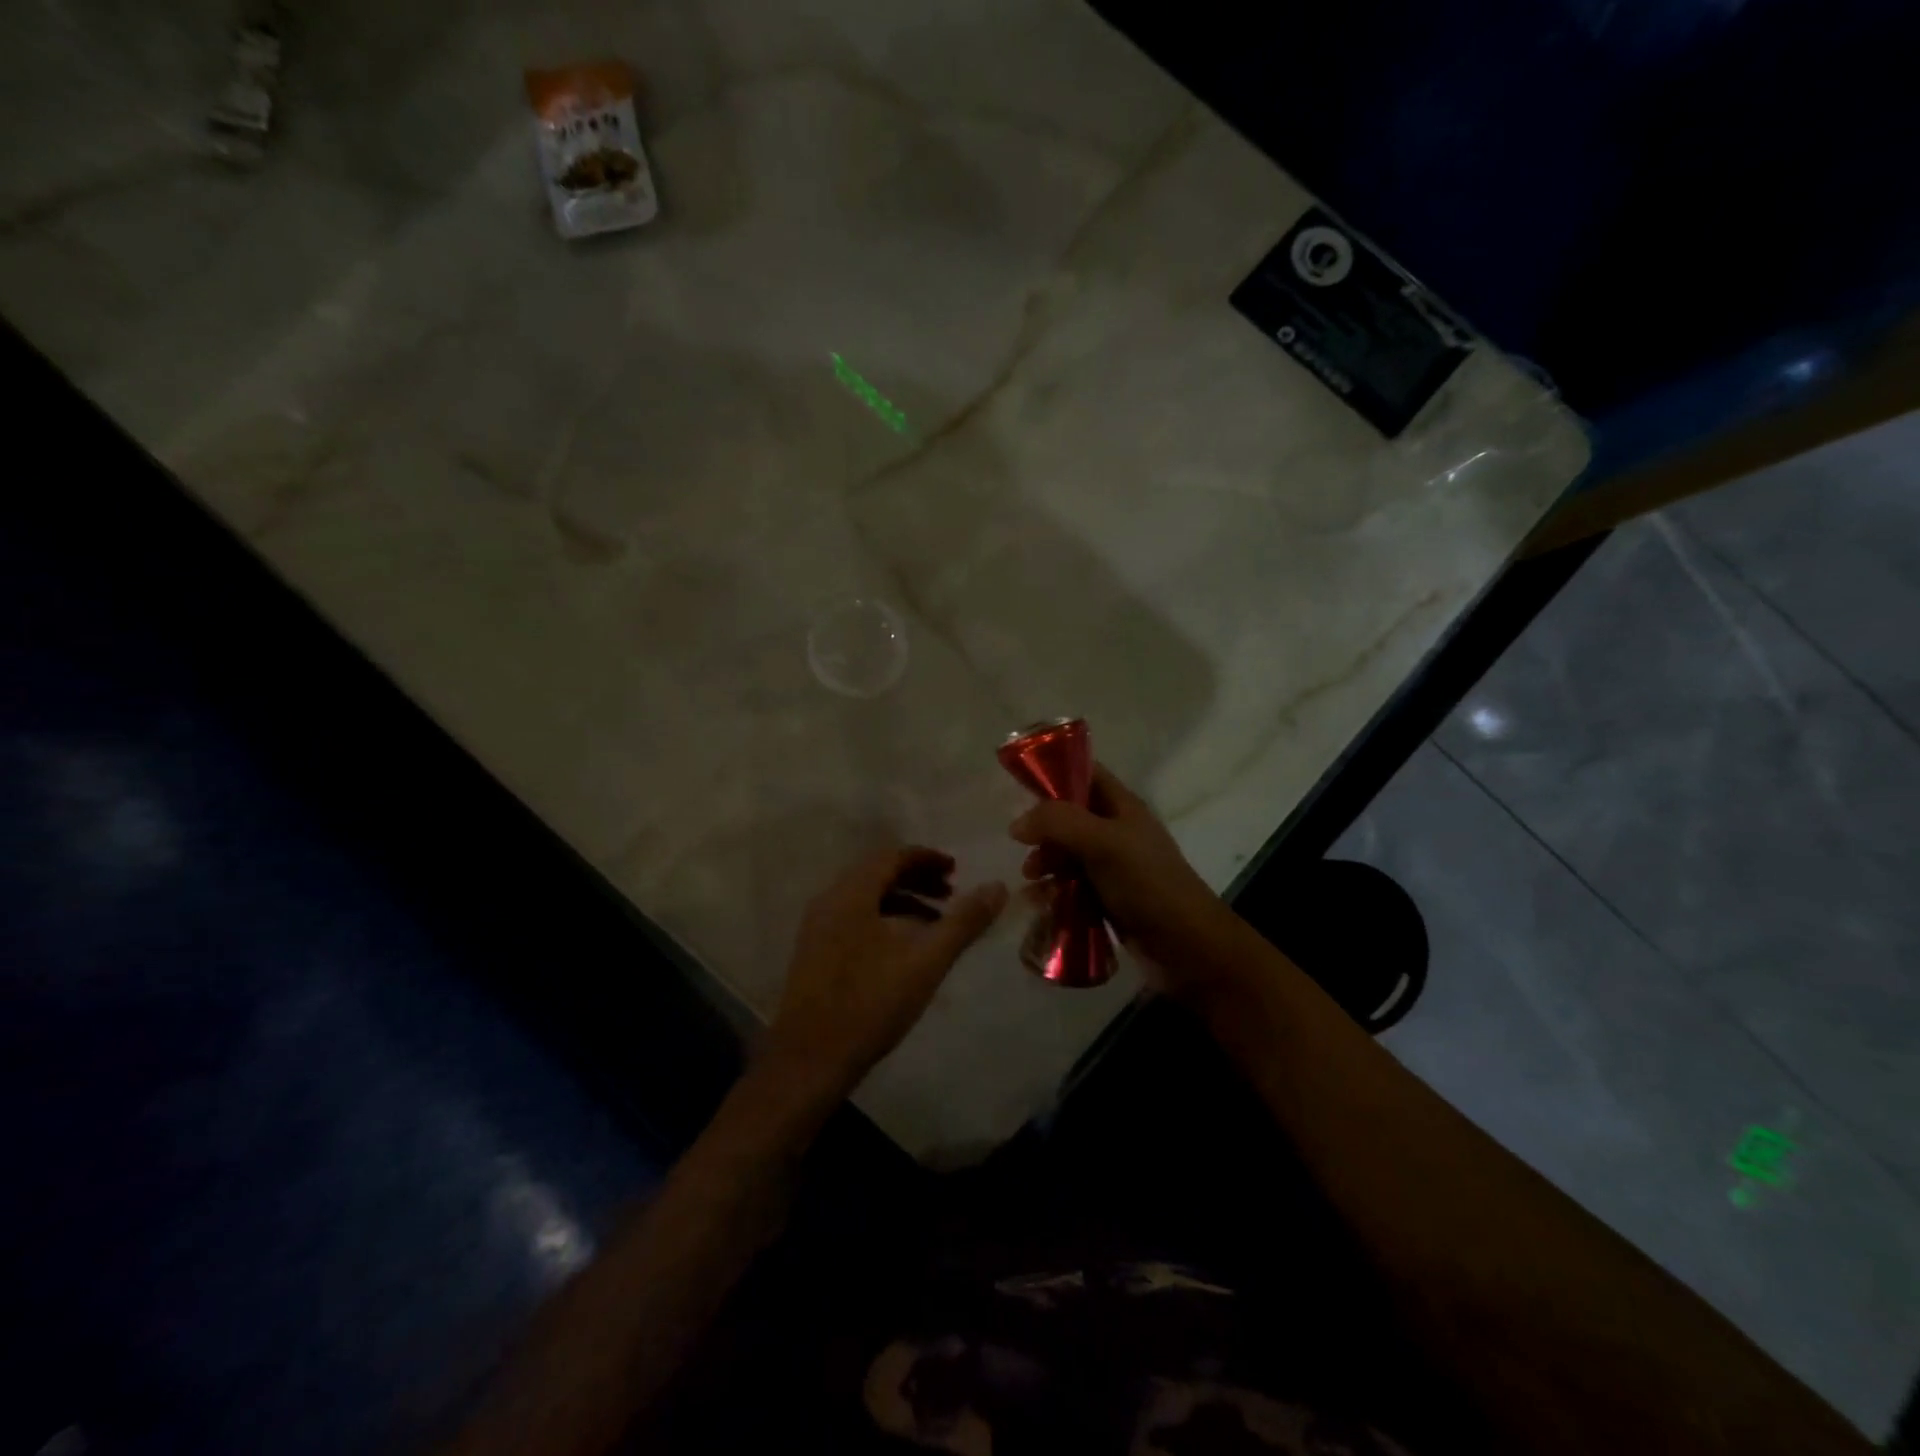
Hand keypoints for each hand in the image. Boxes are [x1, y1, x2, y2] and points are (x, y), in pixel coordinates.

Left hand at [761, 846, 1006, 1104]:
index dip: (927, 858)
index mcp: (851, 894)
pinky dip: (883, 920)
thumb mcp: (926, 961)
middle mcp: (829, 901)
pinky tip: (903, 950)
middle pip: (877, 874)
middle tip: (950, 894)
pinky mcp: (814, 953)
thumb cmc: (871, 1003)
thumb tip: (997, 886)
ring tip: (935, 924)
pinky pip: (854, 919)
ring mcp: (817, 928)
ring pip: (865, 899)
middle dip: (917, 879)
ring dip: (902, 901)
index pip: (892, 856)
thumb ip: (963, 922)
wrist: (810, 1060)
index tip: (957, 871)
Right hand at [1010, 763, 1231, 994]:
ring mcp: (1113, 867)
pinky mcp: (1108, 899)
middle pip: (1069, 818)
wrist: (1188, 946)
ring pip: (1068, 855)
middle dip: (1044, 832)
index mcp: (1122, 807)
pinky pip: (1072, 887)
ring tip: (1032, 882)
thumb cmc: (1148, 884)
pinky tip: (1038, 904)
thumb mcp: (1103, 843)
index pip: (1085, 774)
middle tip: (1027, 852)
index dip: (1054, 774)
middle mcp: (1117, 831)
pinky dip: (1054, 891)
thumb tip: (1017, 824)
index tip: (1019, 789)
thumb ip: (1058, 824)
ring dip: (1046, 864)